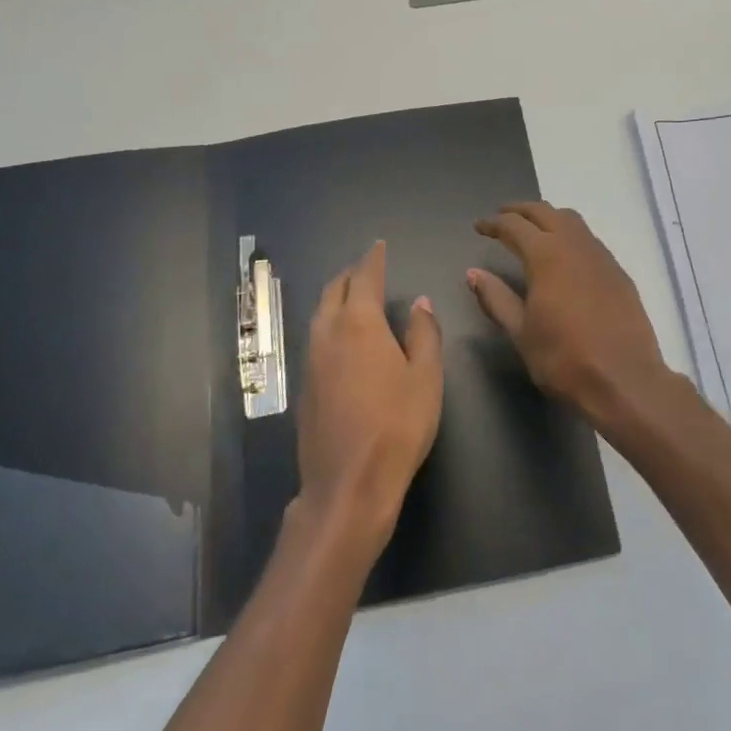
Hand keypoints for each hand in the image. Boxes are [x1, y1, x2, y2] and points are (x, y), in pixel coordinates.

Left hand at [295, 241, 443, 557]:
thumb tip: (419, 302)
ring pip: (319, 314)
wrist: (348, 484)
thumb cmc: (398, 425)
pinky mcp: (304, 387)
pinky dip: (329, 323)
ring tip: (354, 297)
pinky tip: (343, 339)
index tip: (379, 246)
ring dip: (336, 298)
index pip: (364, 278)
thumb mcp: (426, 377)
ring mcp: (311, 361)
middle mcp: (328, 334)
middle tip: (367, 269)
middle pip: (333, 291)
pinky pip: (315, 338)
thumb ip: (423, 333)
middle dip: (350, 274)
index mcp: (359, 324)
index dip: (373, 259)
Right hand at [469, 202, 673, 430]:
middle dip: (521, 210)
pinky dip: (570, 235)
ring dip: (548, 218)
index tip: (479, 226)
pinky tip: (565, 256)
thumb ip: (496, 298)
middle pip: (546, 212)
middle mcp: (575, 246)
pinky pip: (590, 240)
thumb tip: (474, 274)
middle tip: (502, 217)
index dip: (494, 223)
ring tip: (533, 229)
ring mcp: (602, 257)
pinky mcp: (619, 273)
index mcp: (546, 256)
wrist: (625, 380)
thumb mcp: (521, 332)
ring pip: (572, 221)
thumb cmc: (564, 359)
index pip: (515, 226)